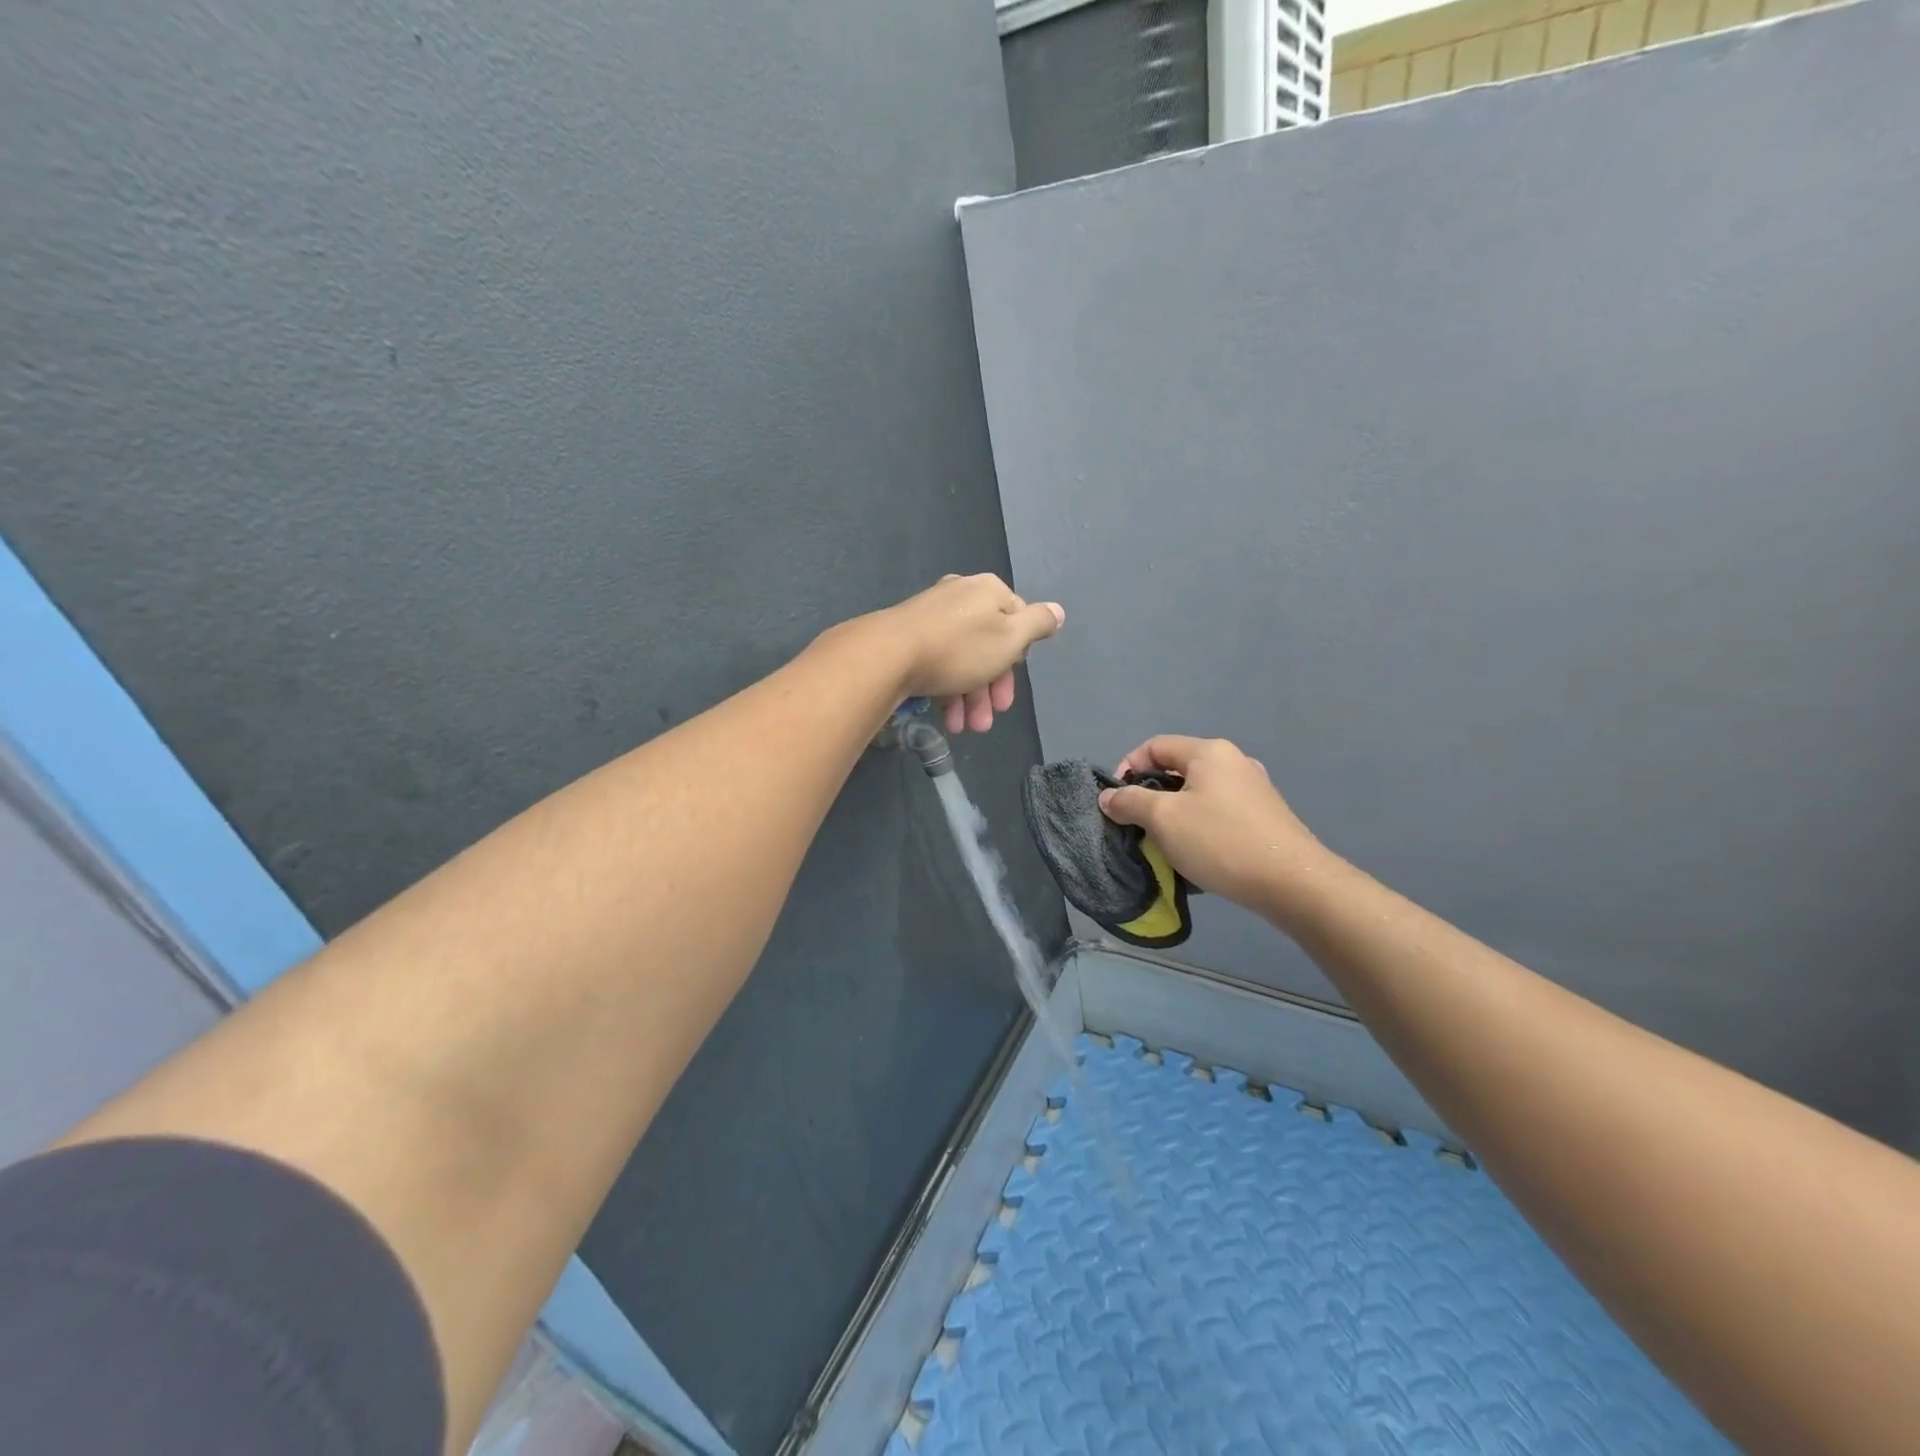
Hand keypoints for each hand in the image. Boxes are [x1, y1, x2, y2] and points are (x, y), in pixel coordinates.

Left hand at [875, 574, 1064, 733]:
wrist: (887, 655)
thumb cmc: (959, 648)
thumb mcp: (1010, 637)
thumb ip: (1037, 624)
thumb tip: (1057, 611)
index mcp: (988, 591)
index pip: (1017, 621)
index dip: (1017, 659)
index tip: (1008, 688)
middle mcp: (960, 597)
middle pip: (988, 645)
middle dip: (991, 689)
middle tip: (988, 720)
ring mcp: (931, 615)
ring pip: (962, 659)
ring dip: (969, 698)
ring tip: (964, 728)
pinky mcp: (907, 636)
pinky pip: (937, 662)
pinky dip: (945, 689)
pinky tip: (946, 718)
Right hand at [1099, 736, 1330, 907]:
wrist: (1292, 882)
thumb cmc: (1220, 841)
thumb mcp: (1163, 819)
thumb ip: (1130, 802)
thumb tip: (1109, 797)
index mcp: (1209, 752)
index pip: (1155, 746)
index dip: (1127, 768)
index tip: (1116, 801)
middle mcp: (1234, 761)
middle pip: (1177, 769)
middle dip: (1150, 795)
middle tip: (1137, 825)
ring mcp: (1254, 789)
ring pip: (1198, 793)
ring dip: (1174, 814)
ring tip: (1164, 843)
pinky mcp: (1265, 816)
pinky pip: (1219, 812)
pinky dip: (1199, 827)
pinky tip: (1197, 854)